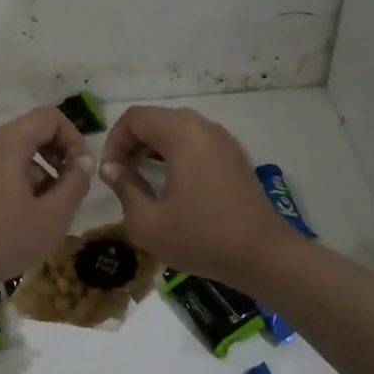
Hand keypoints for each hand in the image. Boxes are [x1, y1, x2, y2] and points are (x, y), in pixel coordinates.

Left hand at [0, 107, 93, 294]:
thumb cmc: (4, 240)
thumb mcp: (52, 216)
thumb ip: (75, 183)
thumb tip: (84, 162)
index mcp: (6, 142)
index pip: (50, 118)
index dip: (74, 138)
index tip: (82, 170)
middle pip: (31, 131)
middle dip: (57, 154)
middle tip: (69, 186)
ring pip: (14, 149)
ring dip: (38, 169)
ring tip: (46, 206)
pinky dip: (16, 177)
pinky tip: (21, 212)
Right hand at [99, 106, 293, 288]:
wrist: (263, 255)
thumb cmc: (201, 237)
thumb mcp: (147, 222)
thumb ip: (124, 187)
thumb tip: (113, 168)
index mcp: (181, 133)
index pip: (134, 118)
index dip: (114, 141)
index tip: (110, 173)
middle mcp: (203, 126)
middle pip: (155, 119)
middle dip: (131, 143)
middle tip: (121, 175)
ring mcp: (222, 139)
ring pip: (176, 129)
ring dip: (153, 148)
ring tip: (142, 179)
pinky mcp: (233, 156)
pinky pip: (195, 142)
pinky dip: (175, 153)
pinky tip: (171, 184)